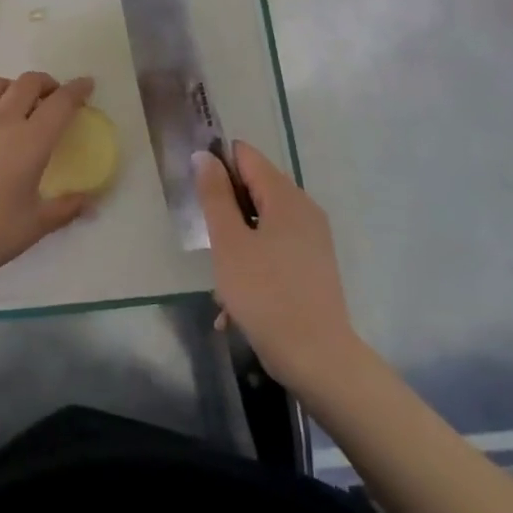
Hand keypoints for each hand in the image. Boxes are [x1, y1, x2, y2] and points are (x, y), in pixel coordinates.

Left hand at [0, 72, 95, 292]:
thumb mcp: (37, 224)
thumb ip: (66, 208)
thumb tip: (90, 204)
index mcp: (31, 141)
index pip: (59, 103)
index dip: (76, 90)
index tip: (87, 84)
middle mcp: (3, 123)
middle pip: (27, 83)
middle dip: (47, 83)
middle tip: (56, 97)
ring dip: (15, 85)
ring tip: (22, 103)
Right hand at [194, 141, 360, 389]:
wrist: (317, 358)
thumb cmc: (266, 294)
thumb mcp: (229, 243)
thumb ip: (215, 195)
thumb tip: (205, 155)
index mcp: (285, 196)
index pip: (245, 155)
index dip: (216, 165)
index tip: (196, 194)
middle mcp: (303, 209)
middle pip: (254, 188)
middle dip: (225, 210)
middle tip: (207, 241)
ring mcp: (311, 239)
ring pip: (260, 223)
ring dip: (235, 243)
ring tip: (219, 282)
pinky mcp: (312, 266)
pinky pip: (273, 249)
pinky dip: (252, 264)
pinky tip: (234, 304)